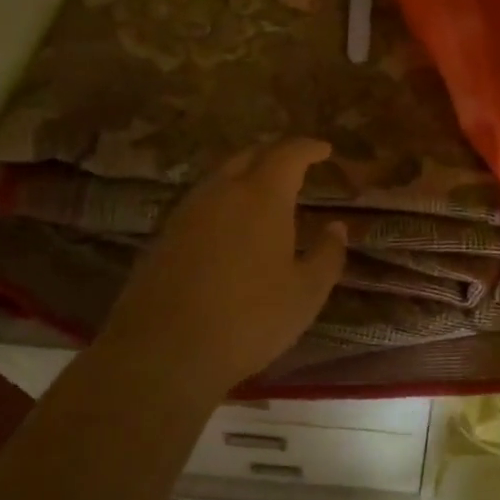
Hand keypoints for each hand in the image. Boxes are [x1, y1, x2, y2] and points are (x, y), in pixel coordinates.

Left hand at [106, 139, 346, 388]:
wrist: (162, 351)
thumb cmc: (248, 320)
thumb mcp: (305, 294)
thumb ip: (327, 255)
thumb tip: (336, 227)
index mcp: (262, 196)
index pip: (288, 154)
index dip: (308, 147)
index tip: (324, 150)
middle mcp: (222, 192)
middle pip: (249, 155)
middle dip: (275, 154)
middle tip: (295, 165)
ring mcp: (187, 211)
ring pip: (220, 176)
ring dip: (246, 174)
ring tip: (264, 193)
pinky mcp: (164, 235)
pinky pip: (201, 201)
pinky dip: (223, 199)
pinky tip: (230, 224)